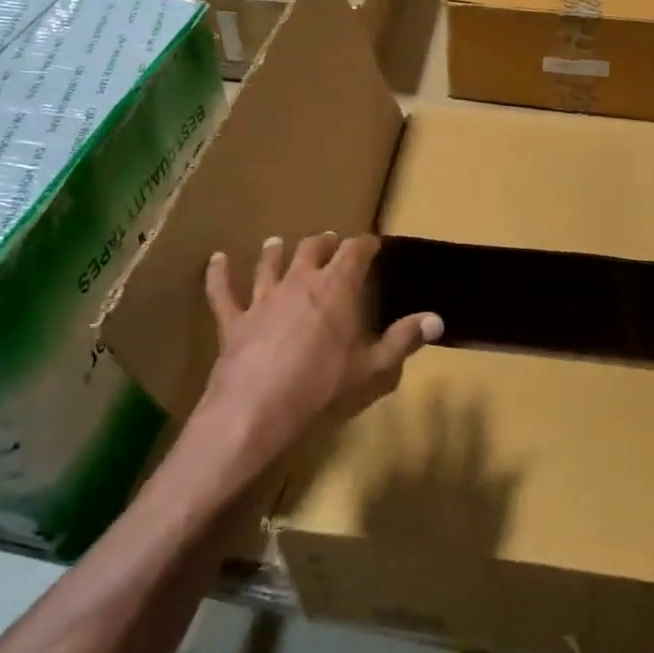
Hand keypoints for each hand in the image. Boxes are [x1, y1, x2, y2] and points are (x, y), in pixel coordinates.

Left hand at [186, 233, 442, 489]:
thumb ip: (404, 339)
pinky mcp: (234, 320)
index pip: (355, 252)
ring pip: (269, 264)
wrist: (259, 411)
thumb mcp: (373, 368)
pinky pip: (222, 291)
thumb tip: (437, 319)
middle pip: (311, 250)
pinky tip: (216, 259)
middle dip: (323, 243)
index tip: (372, 242)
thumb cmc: (324, 388)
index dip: (365, 244)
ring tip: (277, 242)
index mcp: (337, 289)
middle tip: (329, 240)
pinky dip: (219, 274)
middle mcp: (299, 282)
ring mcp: (263, 299)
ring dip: (275, 252)